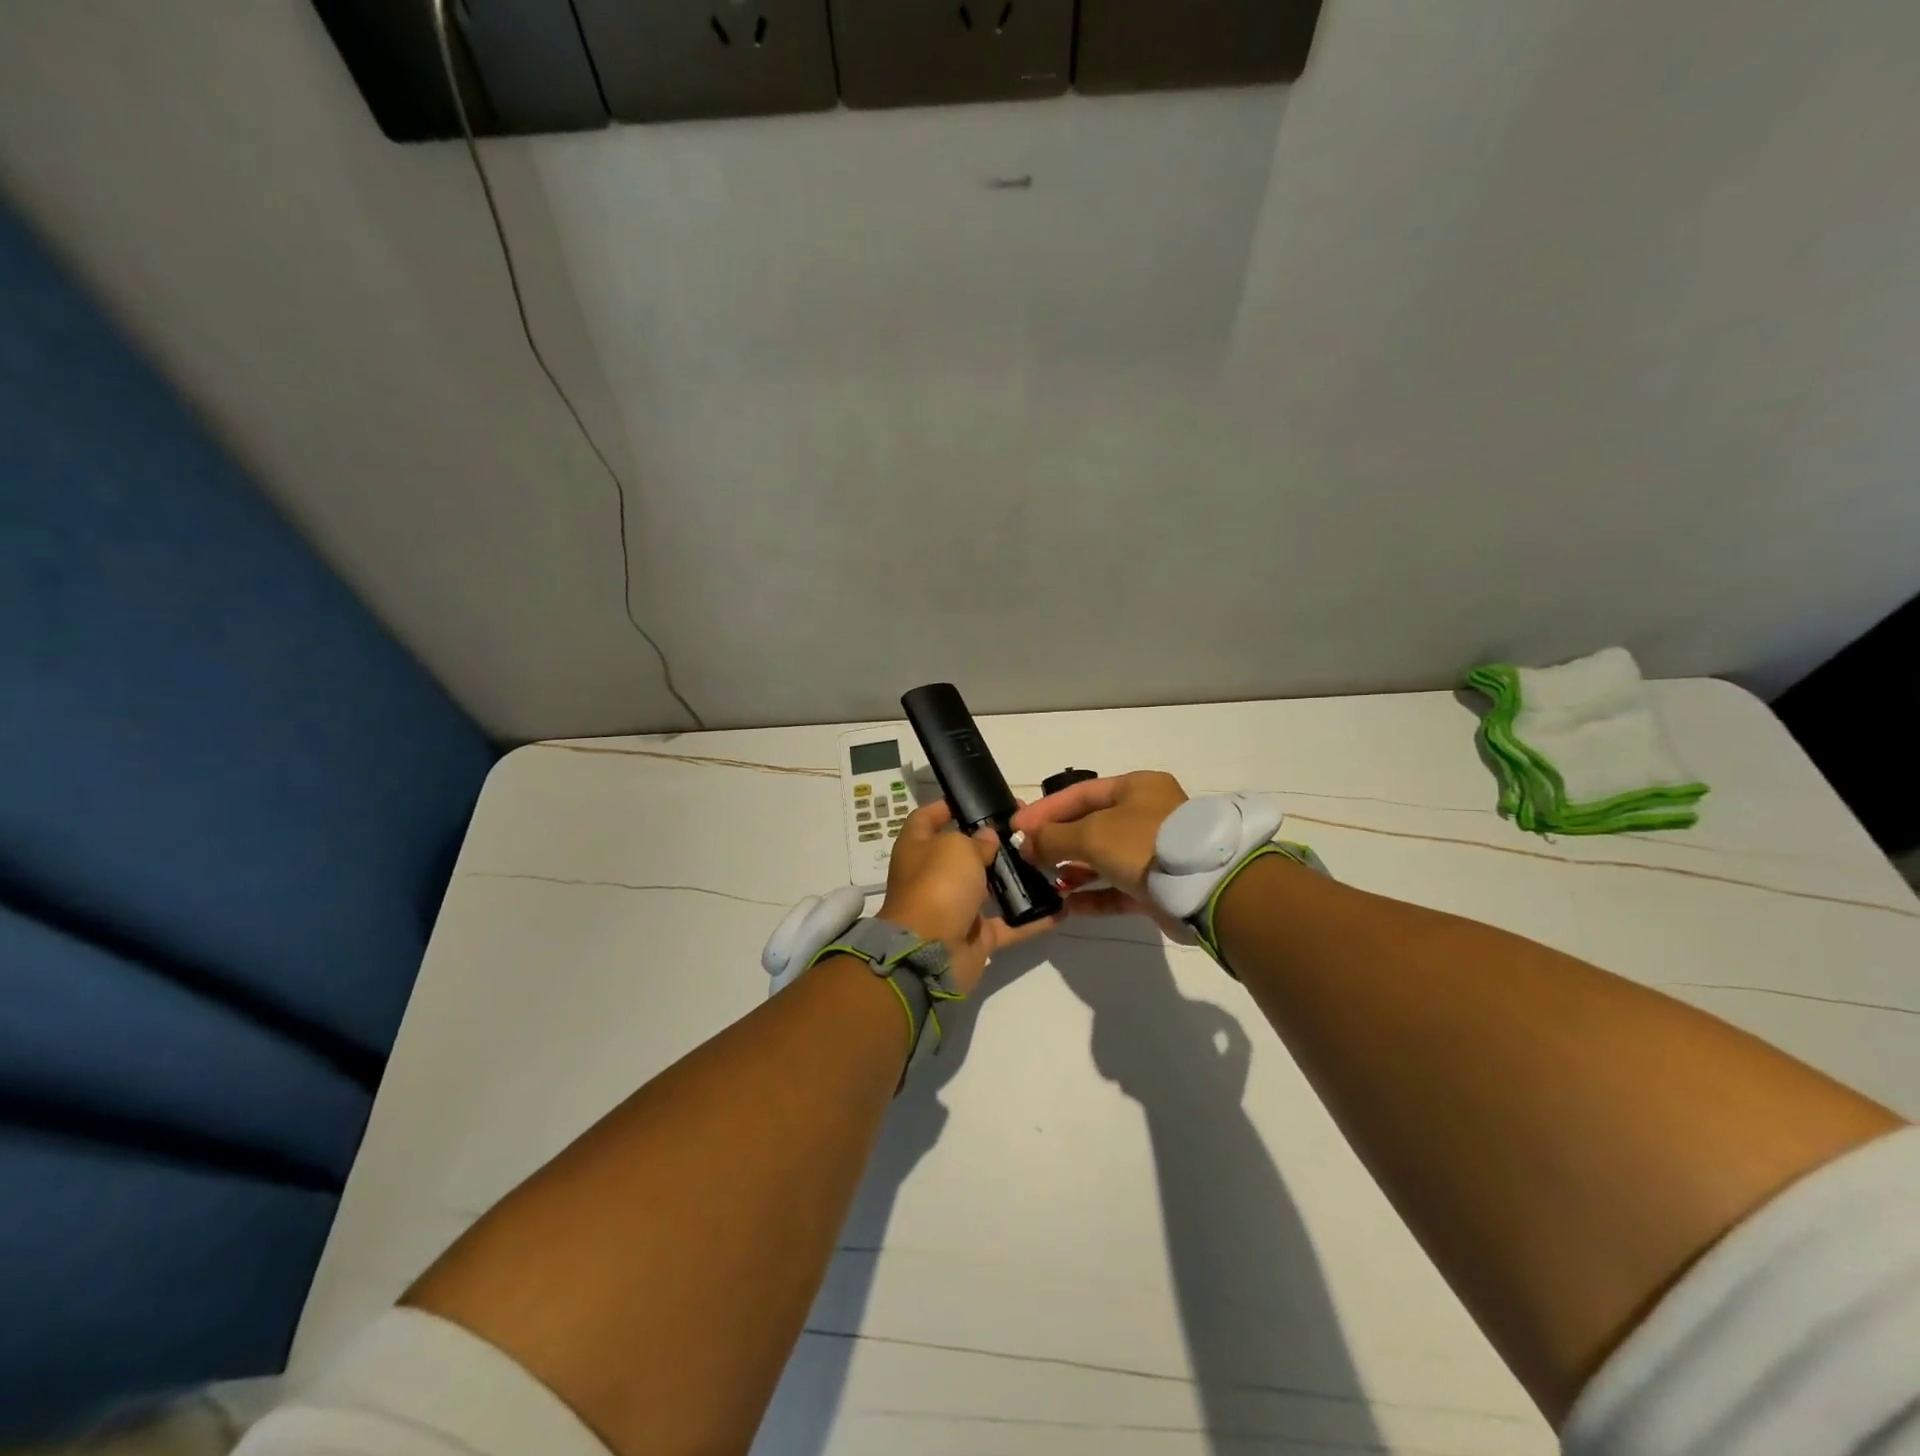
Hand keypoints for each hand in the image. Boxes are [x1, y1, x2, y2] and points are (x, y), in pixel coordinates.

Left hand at [876, 800, 1058, 994]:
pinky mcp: (975, 936)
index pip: (927, 818)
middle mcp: (933, 875)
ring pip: (988, 888)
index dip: (947, 806)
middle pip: (964, 853)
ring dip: (1014, 879)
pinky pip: (1008, 924)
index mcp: (918, 848)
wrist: (929, 954)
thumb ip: (977, 839)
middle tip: (1028, 831)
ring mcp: (954, 908)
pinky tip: (1060, 908)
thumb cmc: (937, 885)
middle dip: (993, 843)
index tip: (978, 799)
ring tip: (1048, 863)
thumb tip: (987, 838)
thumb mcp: (957, 847)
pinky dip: (1031, 919)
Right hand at [1009, 771, 1190, 934]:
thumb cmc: (1143, 844)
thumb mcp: (1091, 834)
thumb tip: (1025, 845)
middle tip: (1027, 857)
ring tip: (1044, 882)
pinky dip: (1092, 896)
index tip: (1017, 828)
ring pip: (1103, 858)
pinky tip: (1066, 906)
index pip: (1080, 794)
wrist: (1203, 887)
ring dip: (1073, 870)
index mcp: (1136, 788)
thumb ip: (1053, 838)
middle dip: (1057, 841)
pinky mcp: (1157, 886)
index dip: (1046, 810)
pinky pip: (1116, 889)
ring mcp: (1153, 852)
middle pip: (1091, 825)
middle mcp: (1145, 815)